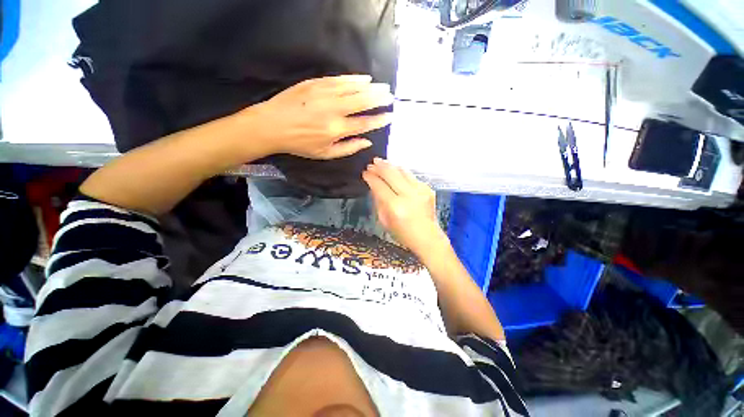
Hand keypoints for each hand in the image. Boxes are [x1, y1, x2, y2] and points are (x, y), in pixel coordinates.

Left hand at [245, 75, 393, 159]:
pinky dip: (354, 78)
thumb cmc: (300, 144)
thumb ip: (349, 148)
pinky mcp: (316, 83)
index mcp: (336, 129)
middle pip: (362, 101)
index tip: (390, 116)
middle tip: (390, 96)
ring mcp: (324, 94)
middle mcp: (334, 110)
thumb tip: (367, 142)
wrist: (272, 125)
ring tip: (382, 87)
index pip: (365, 123)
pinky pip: (339, 79)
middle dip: (379, 98)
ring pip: (353, 88)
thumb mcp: (326, 154)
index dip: (379, 120)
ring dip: (370, 87)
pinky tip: (364, 78)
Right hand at [363, 158, 448, 256]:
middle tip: (372, 163)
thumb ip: (378, 201)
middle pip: (391, 174)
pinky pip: (411, 176)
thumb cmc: (403, 234)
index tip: (365, 173)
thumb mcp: (385, 220)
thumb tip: (374, 186)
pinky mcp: (428, 189)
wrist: (428, 238)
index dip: (371, 177)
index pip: (379, 186)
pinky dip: (401, 173)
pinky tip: (395, 172)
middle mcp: (408, 195)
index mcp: (395, 207)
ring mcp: (420, 190)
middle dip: (379, 167)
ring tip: (381, 162)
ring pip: (402, 171)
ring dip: (390, 166)